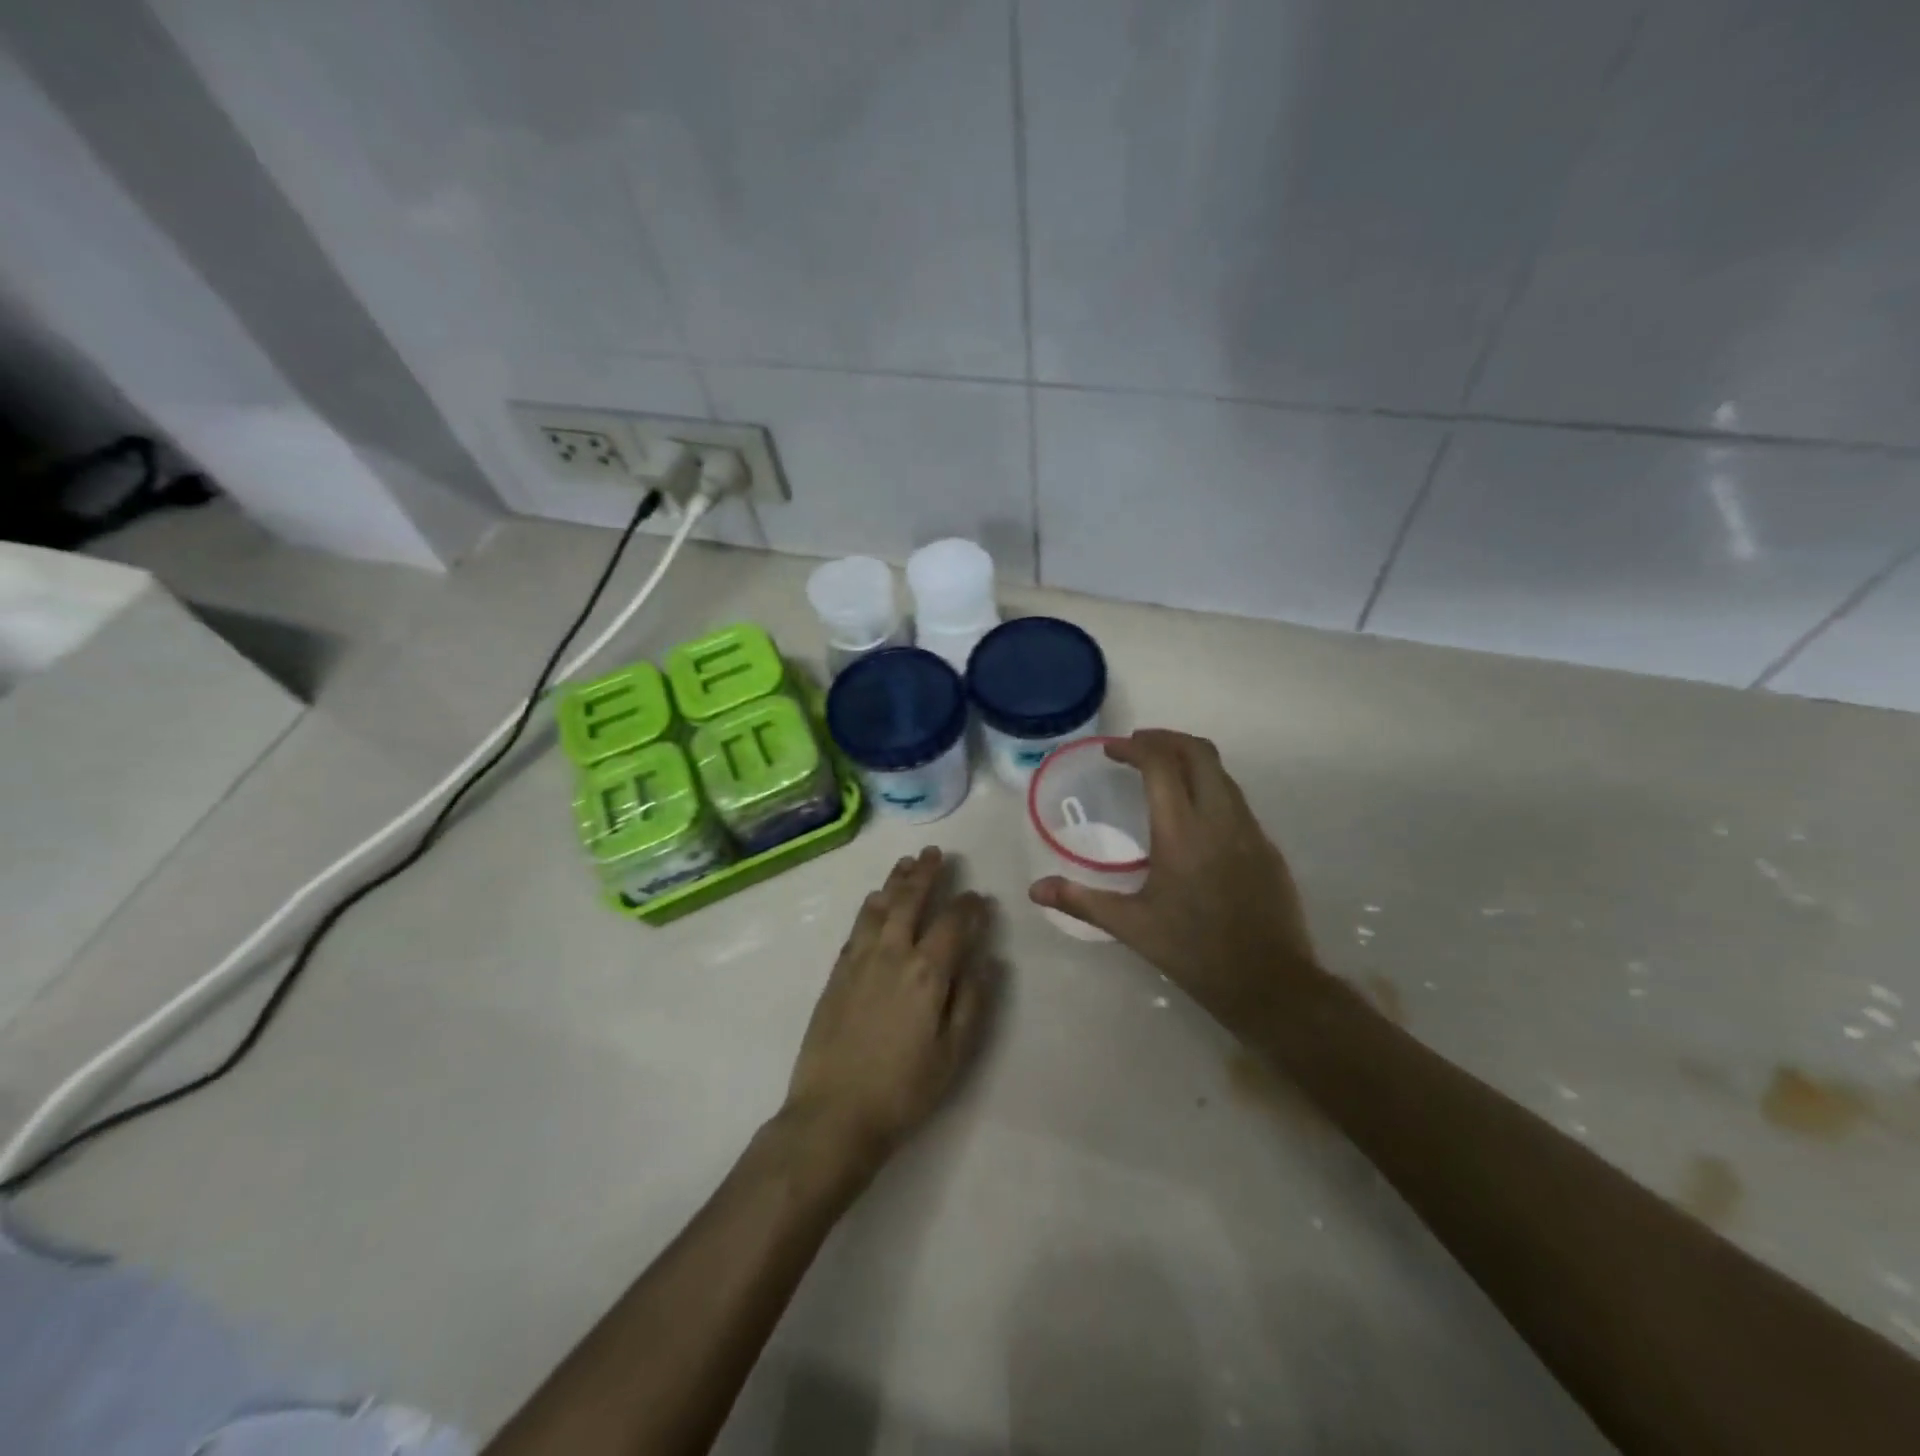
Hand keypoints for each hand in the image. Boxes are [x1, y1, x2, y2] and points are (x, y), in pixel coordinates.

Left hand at [783, 847, 994, 1172]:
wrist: (833, 1114)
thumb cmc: (903, 1090)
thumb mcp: (953, 1054)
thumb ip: (972, 1002)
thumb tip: (989, 960)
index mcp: (927, 973)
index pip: (952, 924)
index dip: (968, 906)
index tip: (978, 896)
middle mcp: (893, 954)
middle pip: (910, 901)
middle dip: (926, 874)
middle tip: (936, 853)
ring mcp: (860, 960)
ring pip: (880, 907)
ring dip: (895, 881)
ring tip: (907, 863)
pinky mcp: (837, 973)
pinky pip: (857, 926)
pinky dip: (870, 906)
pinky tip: (874, 900)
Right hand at [1029, 730, 1318, 1032]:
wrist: (1269, 982)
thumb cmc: (1193, 952)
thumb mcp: (1131, 926)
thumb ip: (1082, 900)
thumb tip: (1035, 890)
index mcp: (1181, 832)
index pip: (1161, 765)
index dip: (1135, 747)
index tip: (1111, 750)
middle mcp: (1219, 819)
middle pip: (1199, 752)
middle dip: (1166, 739)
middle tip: (1137, 747)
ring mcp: (1249, 830)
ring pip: (1222, 773)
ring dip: (1190, 760)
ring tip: (1162, 772)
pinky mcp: (1266, 846)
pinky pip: (1236, 799)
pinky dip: (1210, 787)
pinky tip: (1193, 814)